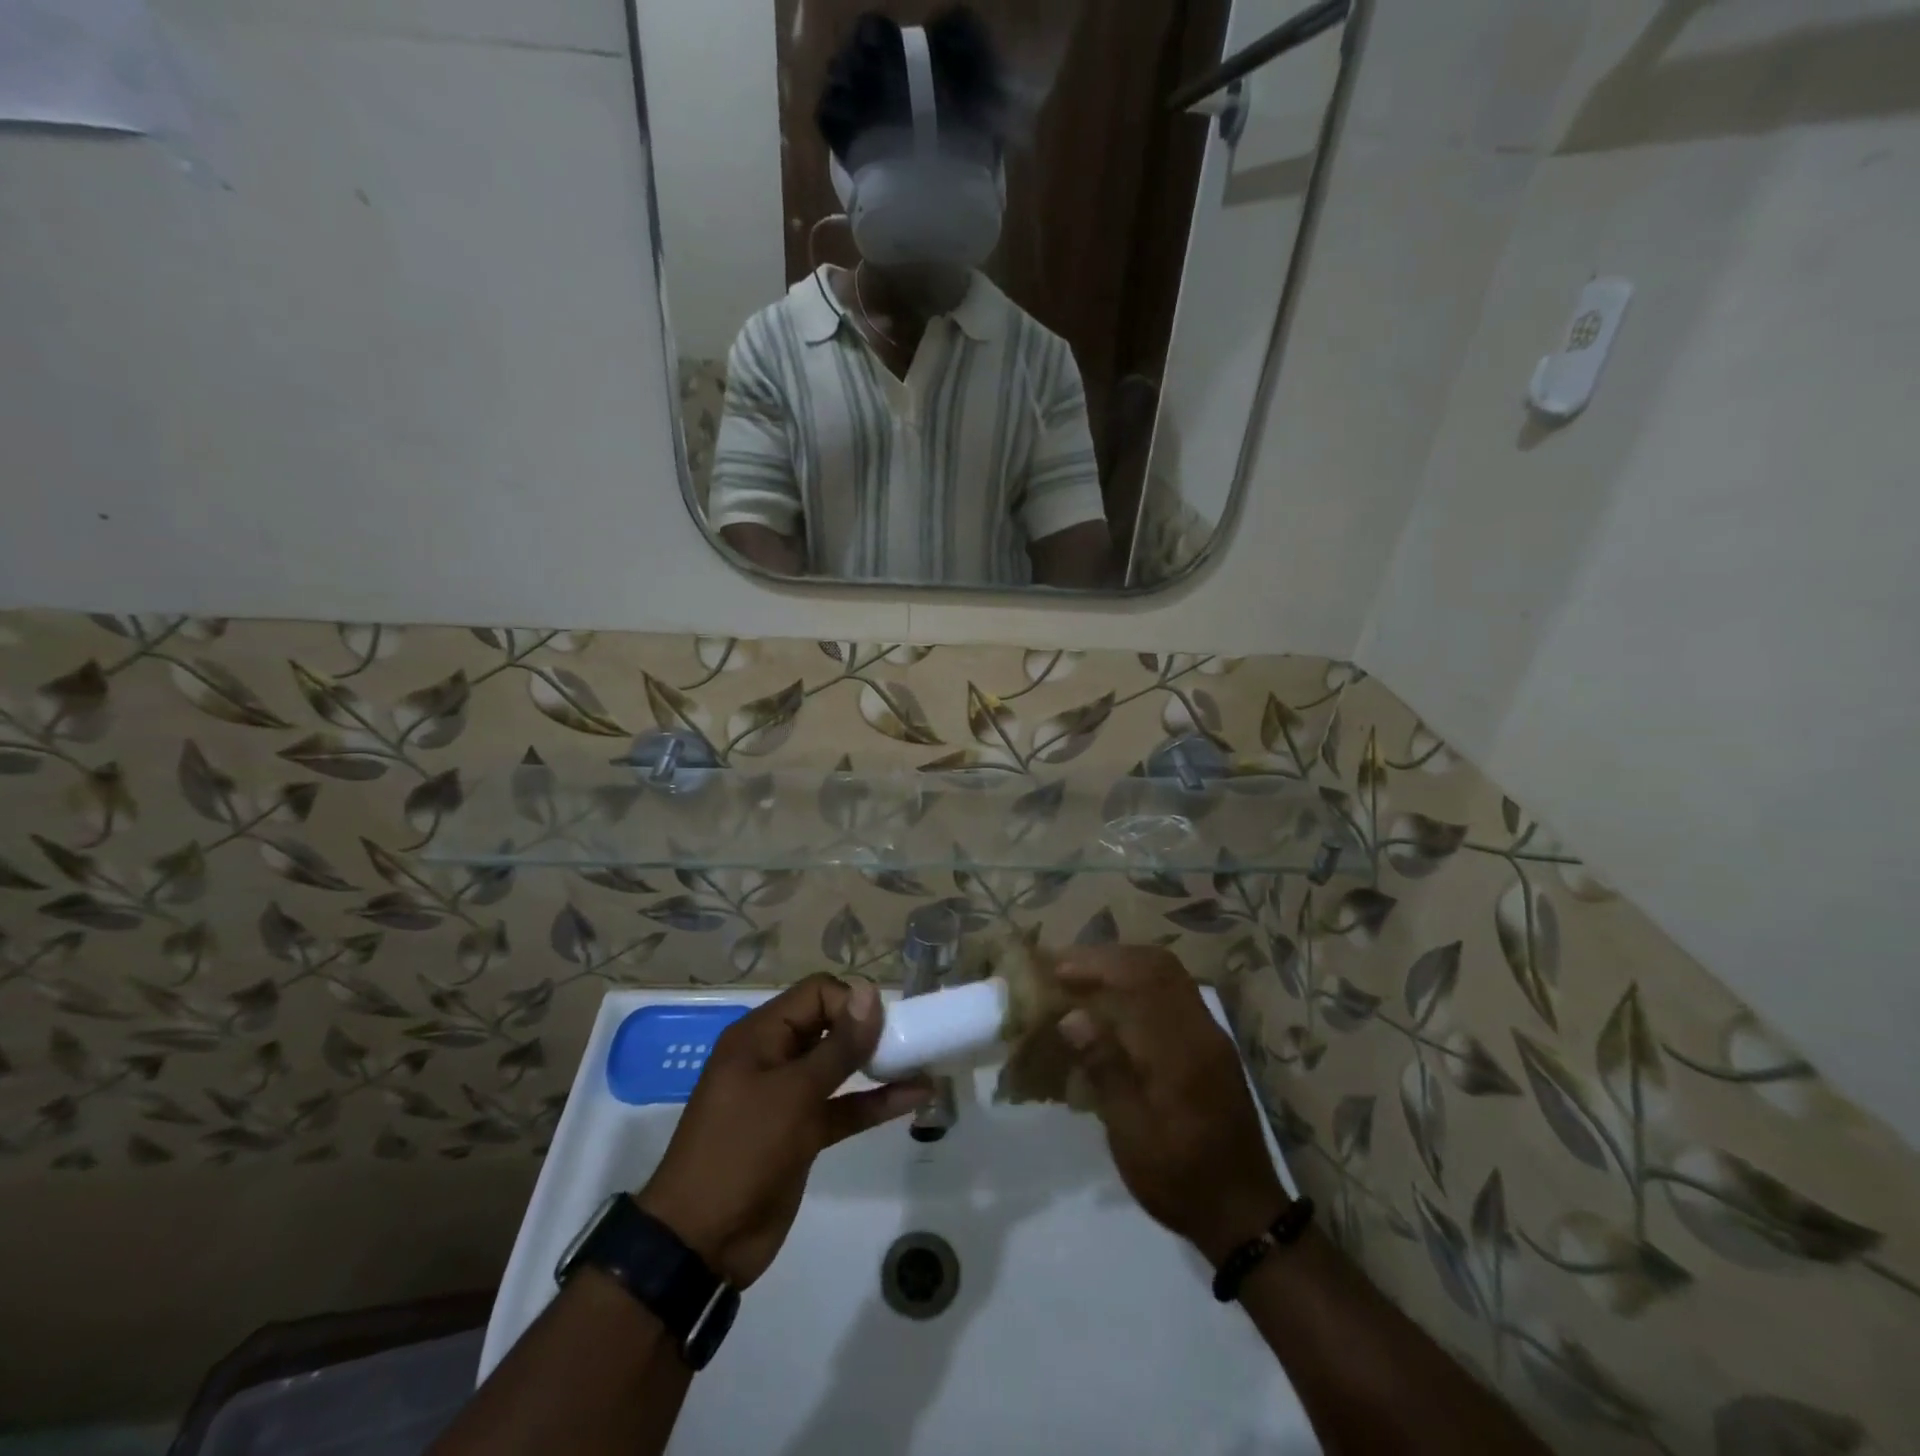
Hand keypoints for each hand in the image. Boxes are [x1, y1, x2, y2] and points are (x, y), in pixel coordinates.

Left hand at [636, 975, 929, 1287]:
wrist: (701, 1243)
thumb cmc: (742, 1150)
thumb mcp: (793, 1094)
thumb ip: (837, 1046)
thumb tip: (870, 992)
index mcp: (760, 1035)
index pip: (816, 994)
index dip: (851, 1003)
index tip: (883, 1027)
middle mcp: (775, 1057)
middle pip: (830, 1025)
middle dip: (869, 1029)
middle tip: (908, 1041)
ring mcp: (789, 1097)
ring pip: (840, 1067)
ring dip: (878, 1064)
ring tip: (923, 1060)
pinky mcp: (803, 1134)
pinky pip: (844, 1106)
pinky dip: (875, 1101)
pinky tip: (915, 1096)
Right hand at [1056, 945, 1288, 1264]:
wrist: (1246, 1215)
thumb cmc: (1180, 1178)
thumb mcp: (1131, 1135)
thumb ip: (1105, 1069)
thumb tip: (1072, 1017)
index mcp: (1180, 1050)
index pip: (1139, 980)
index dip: (1096, 965)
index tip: (1058, 970)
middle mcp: (1201, 1030)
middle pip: (1157, 965)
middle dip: (1109, 958)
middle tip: (1068, 968)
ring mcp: (1211, 1035)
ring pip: (1169, 975)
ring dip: (1126, 967)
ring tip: (1086, 981)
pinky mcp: (1213, 1046)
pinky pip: (1175, 994)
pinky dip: (1142, 985)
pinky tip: (1116, 1007)